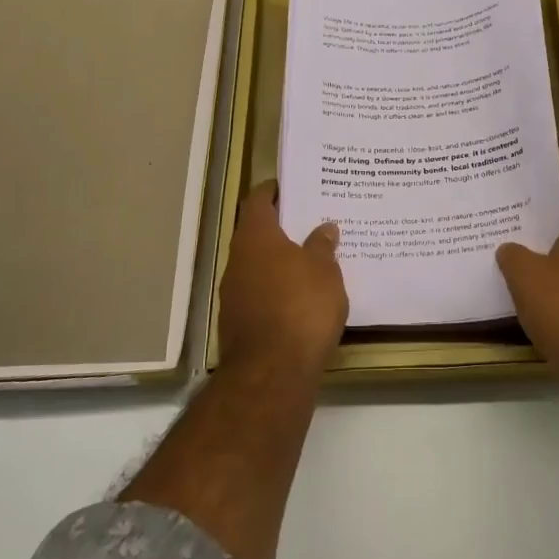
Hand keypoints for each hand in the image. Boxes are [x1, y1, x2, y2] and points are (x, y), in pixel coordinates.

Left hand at [218, 181, 348, 380]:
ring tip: (309, 261)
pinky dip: (275, 290)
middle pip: (256, 234)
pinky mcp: (237, 323)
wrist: (272, 372)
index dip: (272, 191)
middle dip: (280, 229)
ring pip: (256, 266)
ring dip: (278, 262)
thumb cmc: (302, 307)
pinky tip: (299, 298)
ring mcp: (233, 293)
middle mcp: (237, 260)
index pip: (258, 201)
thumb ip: (322, 246)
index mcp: (256, 238)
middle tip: (309, 223)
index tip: (289, 186)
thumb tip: (324, 228)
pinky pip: (258, 294)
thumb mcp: (324, 271)